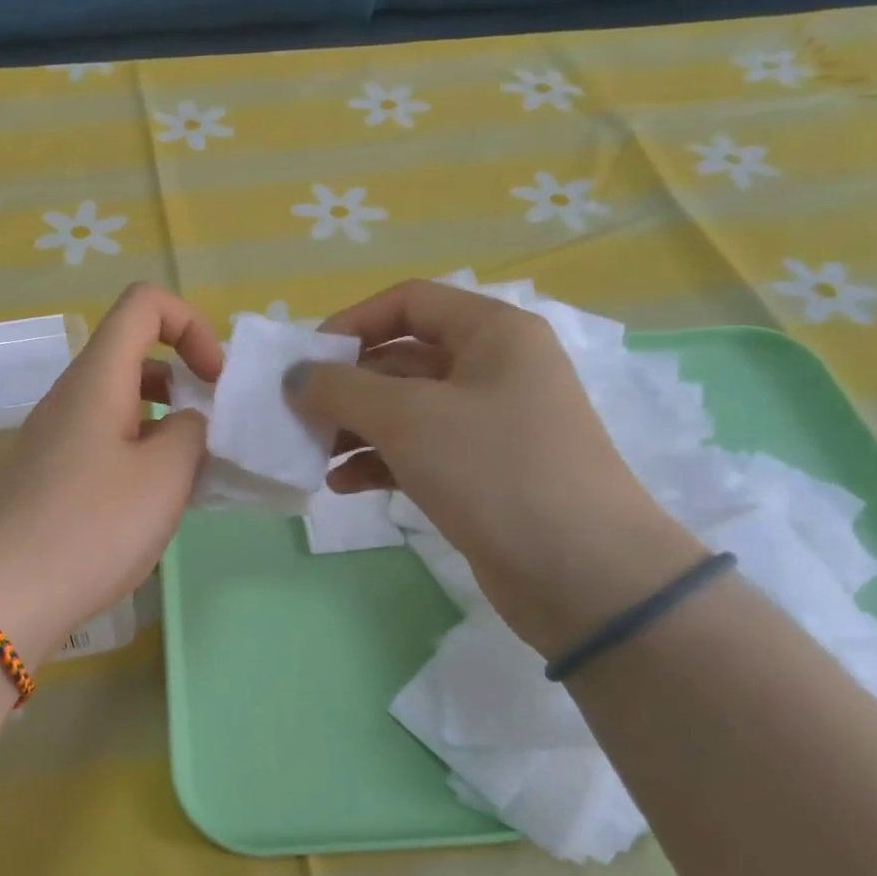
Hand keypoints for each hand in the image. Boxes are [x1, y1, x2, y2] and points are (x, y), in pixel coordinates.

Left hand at [0, 283, 223, 663]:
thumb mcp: (165, 476)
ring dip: (163, 421)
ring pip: (119, 402)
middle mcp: (70, 396)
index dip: (191, 324)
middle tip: (212, 428)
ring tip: (191, 472)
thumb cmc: (93, 525)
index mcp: (97, 378)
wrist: (5, 595)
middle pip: (132, 353)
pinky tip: (154, 503)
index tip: (215, 379)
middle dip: (183, 378)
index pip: (144, 304)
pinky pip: (102, 441)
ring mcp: (54, 437)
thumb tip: (187, 424)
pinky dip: (138, 452)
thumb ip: (192, 433)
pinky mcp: (48, 475)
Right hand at [288, 280, 703, 654]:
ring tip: (313, 454)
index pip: (410, 303)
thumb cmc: (494, 470)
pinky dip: (378, 463)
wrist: (581, 572)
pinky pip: (418, 453)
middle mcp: (495, 370)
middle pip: (403, 359)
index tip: (307, 360)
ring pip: (407, 411)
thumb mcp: (408, 418)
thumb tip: (296, 377)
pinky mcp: (482, 474)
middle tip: (299, 414)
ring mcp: (490, 425)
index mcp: (493, 334)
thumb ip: (341, 389)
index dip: (353, 322)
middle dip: (347, 386)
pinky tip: (342, 485)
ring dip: (356, 428)